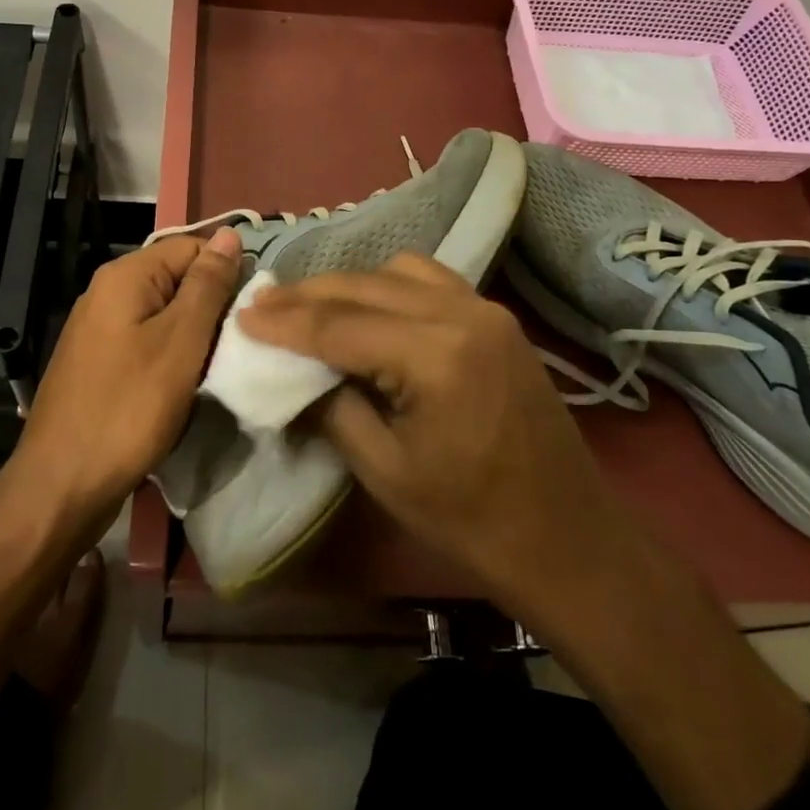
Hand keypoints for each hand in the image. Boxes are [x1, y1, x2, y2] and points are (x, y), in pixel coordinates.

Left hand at [13, 228, 243, 519]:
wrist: (62, 485)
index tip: (252, 310)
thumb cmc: (128, 408)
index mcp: (124, 276)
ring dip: (194, 335)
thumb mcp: (180, 342)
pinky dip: (172, 356)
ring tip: (218, 365)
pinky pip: (147, 341)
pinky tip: (187, 383)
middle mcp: (107, 292)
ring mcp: (99, 329)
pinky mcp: (99, 362)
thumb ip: (207, 285)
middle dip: (211, 306)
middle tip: (239, 343)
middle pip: (177, 279)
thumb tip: (229, 233)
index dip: (226, 271)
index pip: (192, 247)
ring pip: (164, 314)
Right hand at [237, 252, 628, 617]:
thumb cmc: (470, 520)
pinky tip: (368, 308)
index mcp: (435, 356)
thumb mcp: (384, 470)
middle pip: (365, 286)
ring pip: (397, 270)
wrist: (567, 539)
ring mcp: (485, 309)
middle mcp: (462, 314)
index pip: (340, 326)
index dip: (285, 322)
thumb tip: (294, 369)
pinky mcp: (496, 318)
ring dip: (348, 284)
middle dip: (308, 294)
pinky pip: (430, 280)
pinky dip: (389, 285)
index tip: (243, 315)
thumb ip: (333, 406)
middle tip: (263, 303)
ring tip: (310, 307)